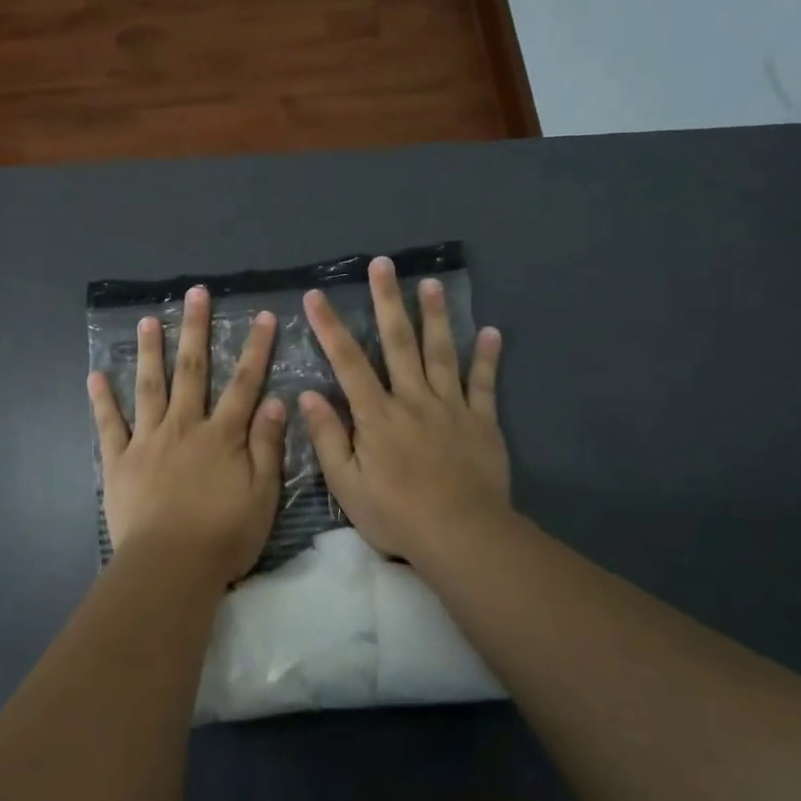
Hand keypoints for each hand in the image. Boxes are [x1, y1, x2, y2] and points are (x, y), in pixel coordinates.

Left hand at [88, 285, 287, 590]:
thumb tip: (276, 400)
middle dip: (196, 329)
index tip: (262, 316)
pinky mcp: (119, 460)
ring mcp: (148, 440)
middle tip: (194, 294)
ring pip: (150, 386)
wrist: (169, 567)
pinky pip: (109, 424)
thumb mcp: (262, 496)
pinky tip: (96, 375)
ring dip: (151, 351)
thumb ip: (268, 447)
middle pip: (192, 370)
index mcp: (222, 435)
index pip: (244, 383)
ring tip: (148, 320)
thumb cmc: (223, 537)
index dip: (256, 348)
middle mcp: (184, 426)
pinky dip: (102, 399)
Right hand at [299, 258, 511, 571]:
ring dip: (435, 316)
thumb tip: (308, 394)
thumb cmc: (395, 513)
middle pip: (398, 342)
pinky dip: (488, 357)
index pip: (347, 362)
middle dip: (387, 301)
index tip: (316, 295)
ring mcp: (451, 407)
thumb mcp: (346, 483)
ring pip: (441, 353)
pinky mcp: (482, 422)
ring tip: (430, 283)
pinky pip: (485, 384)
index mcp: (376, 414)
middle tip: (383, 265)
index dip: (330, 326)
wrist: (460, 535)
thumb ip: (328, 437)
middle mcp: (412, 399)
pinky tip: (491, 331)